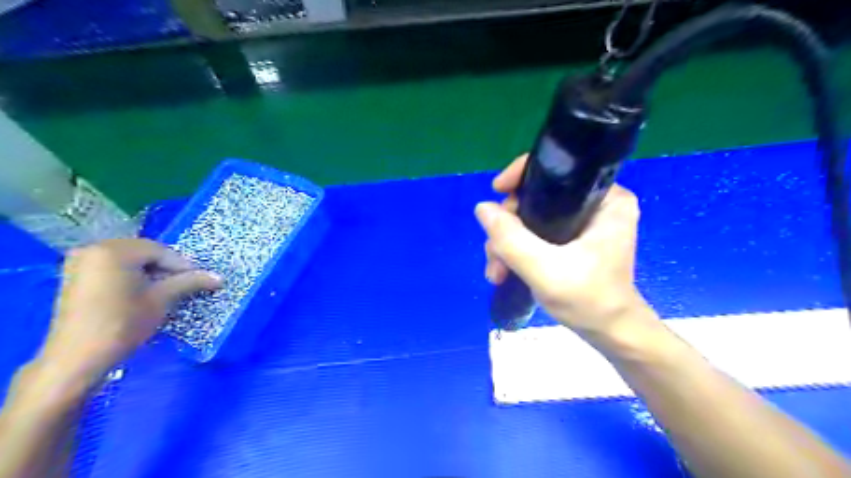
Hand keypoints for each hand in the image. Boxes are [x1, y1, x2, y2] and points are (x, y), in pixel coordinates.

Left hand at [36, 238, 221, 385]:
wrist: (78, 358)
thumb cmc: (124, 323)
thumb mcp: (162, 299)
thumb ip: (190, 282)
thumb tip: (220, 278)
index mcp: (115, 251)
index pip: (161, 251)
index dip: (183, 266)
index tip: (200, 280)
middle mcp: (94, 249)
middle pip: (144, 252)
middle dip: (166, 268)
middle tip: (184, 285)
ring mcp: (80, 262)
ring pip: (129, 260)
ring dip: (150, 272)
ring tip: (166, 290)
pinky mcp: (75, 277)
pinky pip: (113, 267)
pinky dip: (131, 276)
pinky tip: (142, 293)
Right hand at [476, 155, 648, 337]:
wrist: (609, 333)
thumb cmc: (588, 301)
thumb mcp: (544, 270)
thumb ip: (511, 239)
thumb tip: (482, 207)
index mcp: (606, 199)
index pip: (558, 170)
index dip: (522, 175)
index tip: (496, 191)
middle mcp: (596, 204)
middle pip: (537, 197)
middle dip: (508, 225)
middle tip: (495, 256)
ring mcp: (582, 222)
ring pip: (531, 217)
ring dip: (507, 242)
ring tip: (496, 272)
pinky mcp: (572, 238)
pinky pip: (535, 232)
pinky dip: (517, 249)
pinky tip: (503, 270)